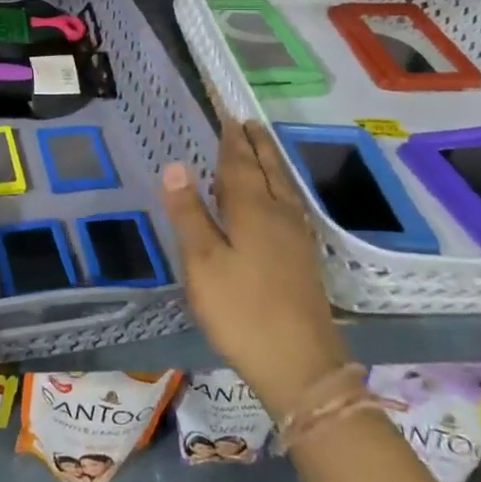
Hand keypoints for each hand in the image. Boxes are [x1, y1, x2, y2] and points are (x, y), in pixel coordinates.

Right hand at [161, 120, 349, 421]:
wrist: (300, 365)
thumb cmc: (241, 311)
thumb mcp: (202, 263)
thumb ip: (189, 213)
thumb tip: (175, 165)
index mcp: (252, 210)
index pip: (240, 164)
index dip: (233, 141)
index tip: (228, 116)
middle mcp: (279, 215)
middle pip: (269, 170)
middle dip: (257, 145)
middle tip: (248, 123)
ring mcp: (297, 238)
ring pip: (284, 187)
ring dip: (272, 163)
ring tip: (263, 148)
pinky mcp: (305, 259)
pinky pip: (291, 206)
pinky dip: (282, 188)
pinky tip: (281, 200)